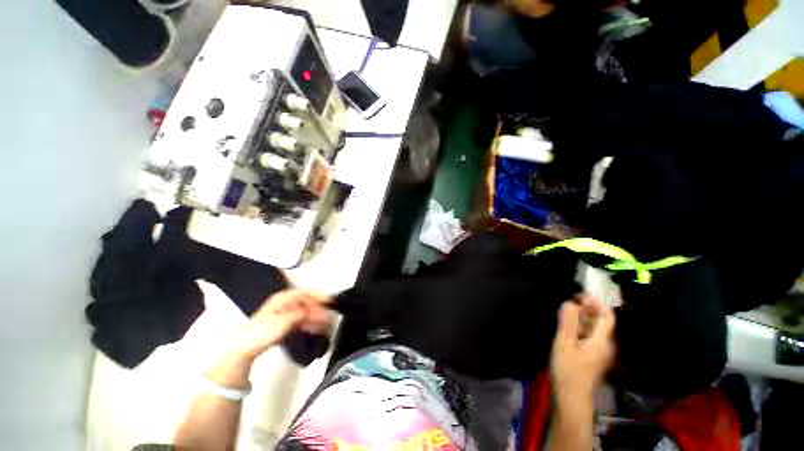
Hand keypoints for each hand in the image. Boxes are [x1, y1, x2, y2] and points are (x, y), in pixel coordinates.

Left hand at [233, 289, 332, 360]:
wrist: (245, 348)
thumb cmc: (262, 332)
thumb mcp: (283, 322)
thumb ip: (300, 314)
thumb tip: (312, 312)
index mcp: (283, 298)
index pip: (305, 292)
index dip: (318, 295)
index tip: (329, 300)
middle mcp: (285, 303)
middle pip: (307, 302)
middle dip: (319, 308)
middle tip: (329, 315)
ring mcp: (285, 313)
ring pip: (305, 311)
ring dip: (316, 317)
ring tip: (325, 323)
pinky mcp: (285, 323)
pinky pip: (301, 320)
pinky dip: (309, 323)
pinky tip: (315, 328)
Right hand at [551, 294, 615, 397]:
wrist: (571, 396)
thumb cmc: (568, 368)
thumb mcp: (564, 342)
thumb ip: (568, 321)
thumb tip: (570, 302)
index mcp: (602, 341)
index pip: (607, 316)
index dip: (597, 302)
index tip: (582, 293)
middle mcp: (606, 345)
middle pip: (603, 322)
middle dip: (589, 308)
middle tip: (571, 300)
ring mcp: (601, 352)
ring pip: (596, 329)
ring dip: (584, 317)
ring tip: (568, 311)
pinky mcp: (594, 357)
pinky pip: (591, 336)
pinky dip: (582, 327)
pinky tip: (569, 327)